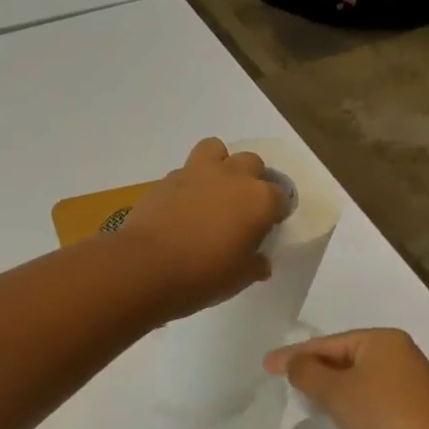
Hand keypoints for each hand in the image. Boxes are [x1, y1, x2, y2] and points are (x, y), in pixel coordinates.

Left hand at [118, 138, 287, 319]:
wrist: (147, 266)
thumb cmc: (204, 275)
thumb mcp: (240, 278)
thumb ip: (255, 265)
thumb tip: (260, 261)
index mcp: (259, 199)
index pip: (281, 197)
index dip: (276, 212)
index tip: (267, 228)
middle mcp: (233, 176)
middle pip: (252, 164)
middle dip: (252, 180)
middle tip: (242, 208)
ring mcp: (198, 172)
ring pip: (217, 150)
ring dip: (220, 164)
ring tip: (214, 191)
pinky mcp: (168, 178)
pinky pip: (186, 170)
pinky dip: (190, 182)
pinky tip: (184, 205)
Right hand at [263, 328, 428, 428]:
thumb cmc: (381, 415)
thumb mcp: (334, 391)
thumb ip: (306, 372)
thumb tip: (293, 362)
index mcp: (383, 339)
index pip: (328, 342)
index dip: (295, 354)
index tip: (266, 365)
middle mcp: (400, 353)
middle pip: (345, 356)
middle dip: (314, 369)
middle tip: (285, 382)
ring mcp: (412, 381)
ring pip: (359, 378)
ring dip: (332, 387)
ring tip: (307, 400)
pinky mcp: (416, 408)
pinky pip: (373, 396)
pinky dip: (352, 401)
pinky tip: (340, 415)